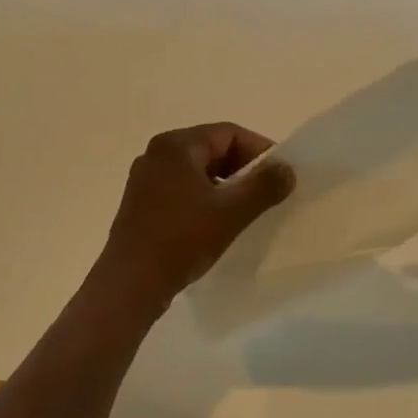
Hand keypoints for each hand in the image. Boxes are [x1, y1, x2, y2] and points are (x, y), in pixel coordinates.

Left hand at [90, 123, 294, 316]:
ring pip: (197, 171)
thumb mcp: (231, 212)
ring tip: (246, 209)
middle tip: (268, 192)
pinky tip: (217, 222)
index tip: (281, 174)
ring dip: (225, 185)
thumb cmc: (181, 239)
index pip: (228, 133)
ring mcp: (145, 178)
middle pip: (212, 149)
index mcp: (176, 145)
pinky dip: (204, 197)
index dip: (260, 150)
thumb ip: (263, 186)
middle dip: (243, 168)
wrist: (130, 284)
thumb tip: (287, 169)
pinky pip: (182, 188)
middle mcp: (157, 153)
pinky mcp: (141, 203)